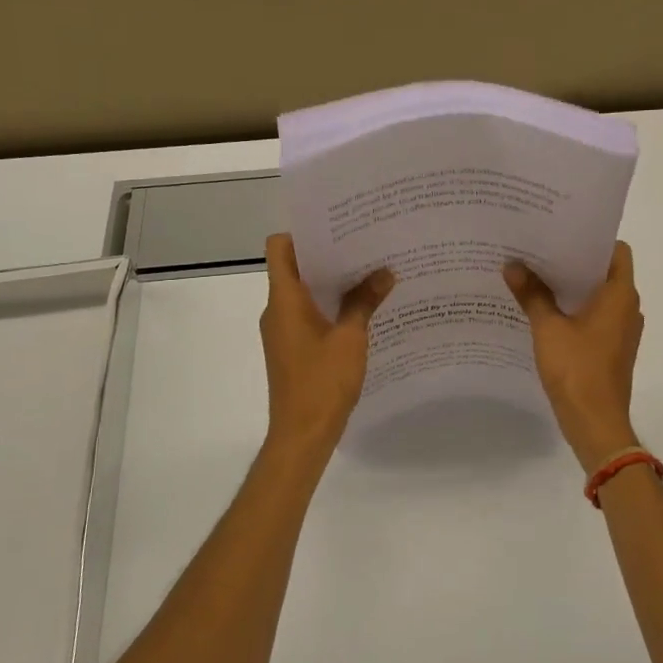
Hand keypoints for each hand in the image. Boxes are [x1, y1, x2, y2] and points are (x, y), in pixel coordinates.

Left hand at [261, 234, 393, 460]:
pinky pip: (308, 314)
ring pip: (304, 292)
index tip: (337, 227)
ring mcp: (283, 330)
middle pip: (295, 267)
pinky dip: (330, 306)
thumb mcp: (351, 338)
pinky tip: (361, 309)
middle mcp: (277, 310)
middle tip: (365, 245)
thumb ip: (365, 301)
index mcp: (284, 299)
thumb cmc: (322, 382)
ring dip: (331, 282)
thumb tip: (385, 272)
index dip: (303, 232)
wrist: (302, 435)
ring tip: (370, 272)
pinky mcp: (292, 348)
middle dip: (328, 255)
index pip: (280, 247)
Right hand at [504, 241, 643, 473]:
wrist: (595, 423)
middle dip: (573, 261)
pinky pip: (594, 317)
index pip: (616, 250)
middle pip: (604, 272)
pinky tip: (544, 310)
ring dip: (572, 287)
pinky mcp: (611, 349)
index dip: (591, 239)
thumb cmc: (577, 370)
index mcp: (620, 295)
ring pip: (598, 296)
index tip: (561, 232)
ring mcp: (621, 330)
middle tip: (539, 250)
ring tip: (536, 276)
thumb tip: (512, 265)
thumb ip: (532, 294)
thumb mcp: (548, 328)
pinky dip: (574, 309)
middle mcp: (627, 308)